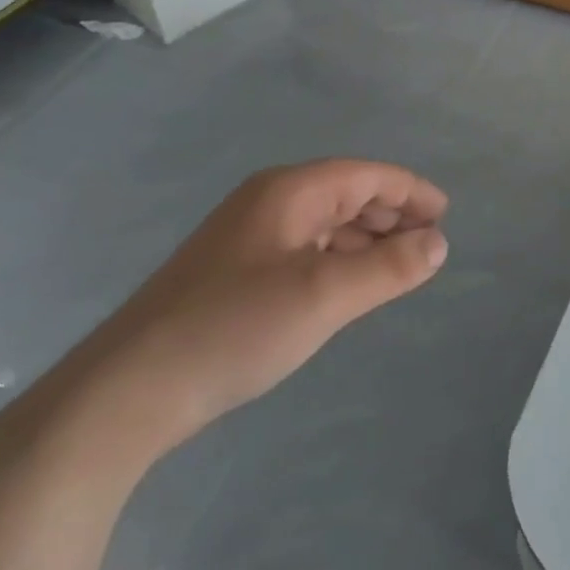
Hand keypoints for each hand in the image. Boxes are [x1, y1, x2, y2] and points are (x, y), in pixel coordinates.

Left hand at [80, 160, 447, 452]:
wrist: (125, 394)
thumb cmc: (234, 329)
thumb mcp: (325, 296)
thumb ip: (390, 267)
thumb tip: (439, 243)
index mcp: (290, 192)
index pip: (368, 175)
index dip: (412, 191)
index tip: (445, 217)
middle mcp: (269, 203)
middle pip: (348, 194)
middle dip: (392, 214)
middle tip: (428, 245)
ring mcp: (248, 238)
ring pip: (326, 223)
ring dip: (367, 239)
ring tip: (398, 267)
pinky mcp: (234, 273)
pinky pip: (305, 250)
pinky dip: (338, 259)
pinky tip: (348, 287)